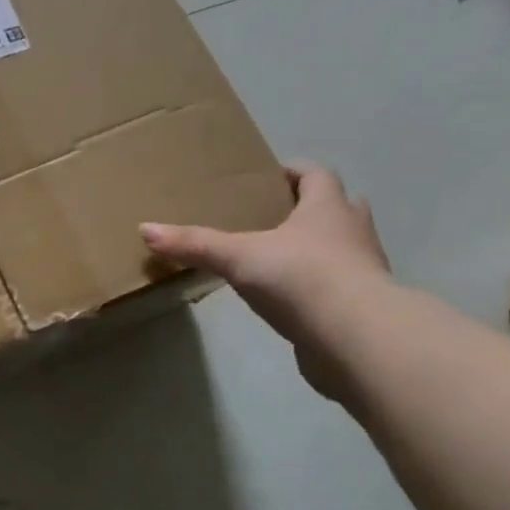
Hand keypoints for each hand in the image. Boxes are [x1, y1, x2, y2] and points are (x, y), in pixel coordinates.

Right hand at [141, 162, 390, 396]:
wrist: (356, 338)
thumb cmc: (301, 278)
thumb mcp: (238, 257)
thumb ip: (194, 244)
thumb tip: (145, 229)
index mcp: (327, 208)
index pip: (316, 175)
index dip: (295, 171)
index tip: (271, 176)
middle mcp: (352, 231)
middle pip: (339, 207)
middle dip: (311, 208)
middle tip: (276, 215)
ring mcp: (364, 270)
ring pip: (343, 247)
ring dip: (319, 247)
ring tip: (278, 257)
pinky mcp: (363, 307)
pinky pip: (339, 286)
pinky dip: (319, 286)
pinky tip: (291, 298)